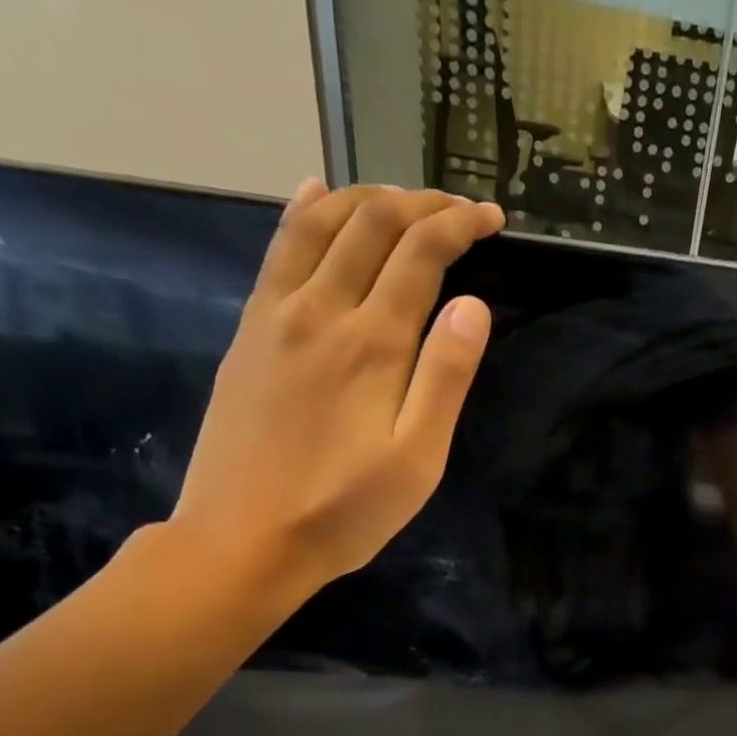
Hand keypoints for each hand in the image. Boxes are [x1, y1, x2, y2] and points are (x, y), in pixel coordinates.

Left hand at [168, 180, 505, 605]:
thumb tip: (472, 306)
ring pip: (320, 223)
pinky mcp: (250, 331)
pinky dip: (305, 212)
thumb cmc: (346, 510)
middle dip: (422, 203)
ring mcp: (276, 315)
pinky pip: (278, 250)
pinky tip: (317, 196)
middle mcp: (322, 311)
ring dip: (366, 197)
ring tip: (403, 199)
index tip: (492, 218)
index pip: (420, 253)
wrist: (244, 539)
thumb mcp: (417, 459)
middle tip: (459, 209)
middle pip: (372, 224)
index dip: (460, 225)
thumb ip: (445, 378)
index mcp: (373, 343)